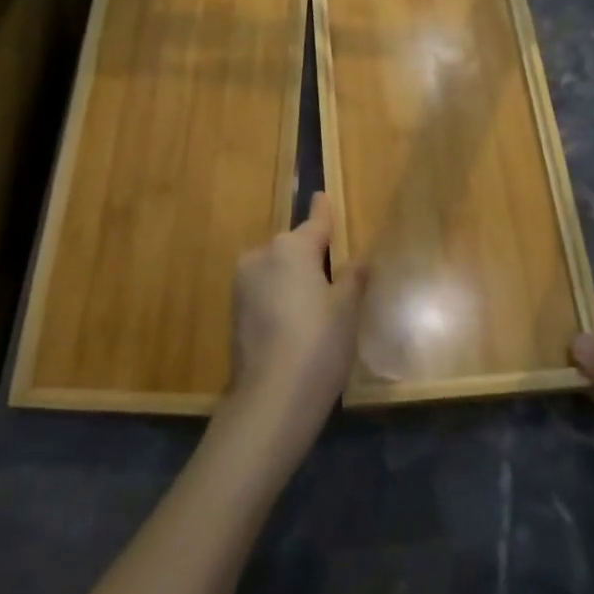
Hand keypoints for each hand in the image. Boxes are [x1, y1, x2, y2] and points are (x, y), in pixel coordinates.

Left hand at [220, 192, 366, 462]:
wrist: (271, 399)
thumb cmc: (319, 344)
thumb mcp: (347, 309)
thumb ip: (353, 277)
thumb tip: (359, 260)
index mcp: (291, 248)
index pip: (315, 222)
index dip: (323, 211)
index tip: (322, 195)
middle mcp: (262, 256)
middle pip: (294, 247)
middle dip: (312, 255)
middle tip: (335, 275)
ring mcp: (243, 284)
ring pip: (277, 270)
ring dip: (294, 278)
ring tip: (317, 306)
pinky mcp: (234, 312)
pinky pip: (265, 292)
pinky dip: (280, 298)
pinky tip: (296, 323)